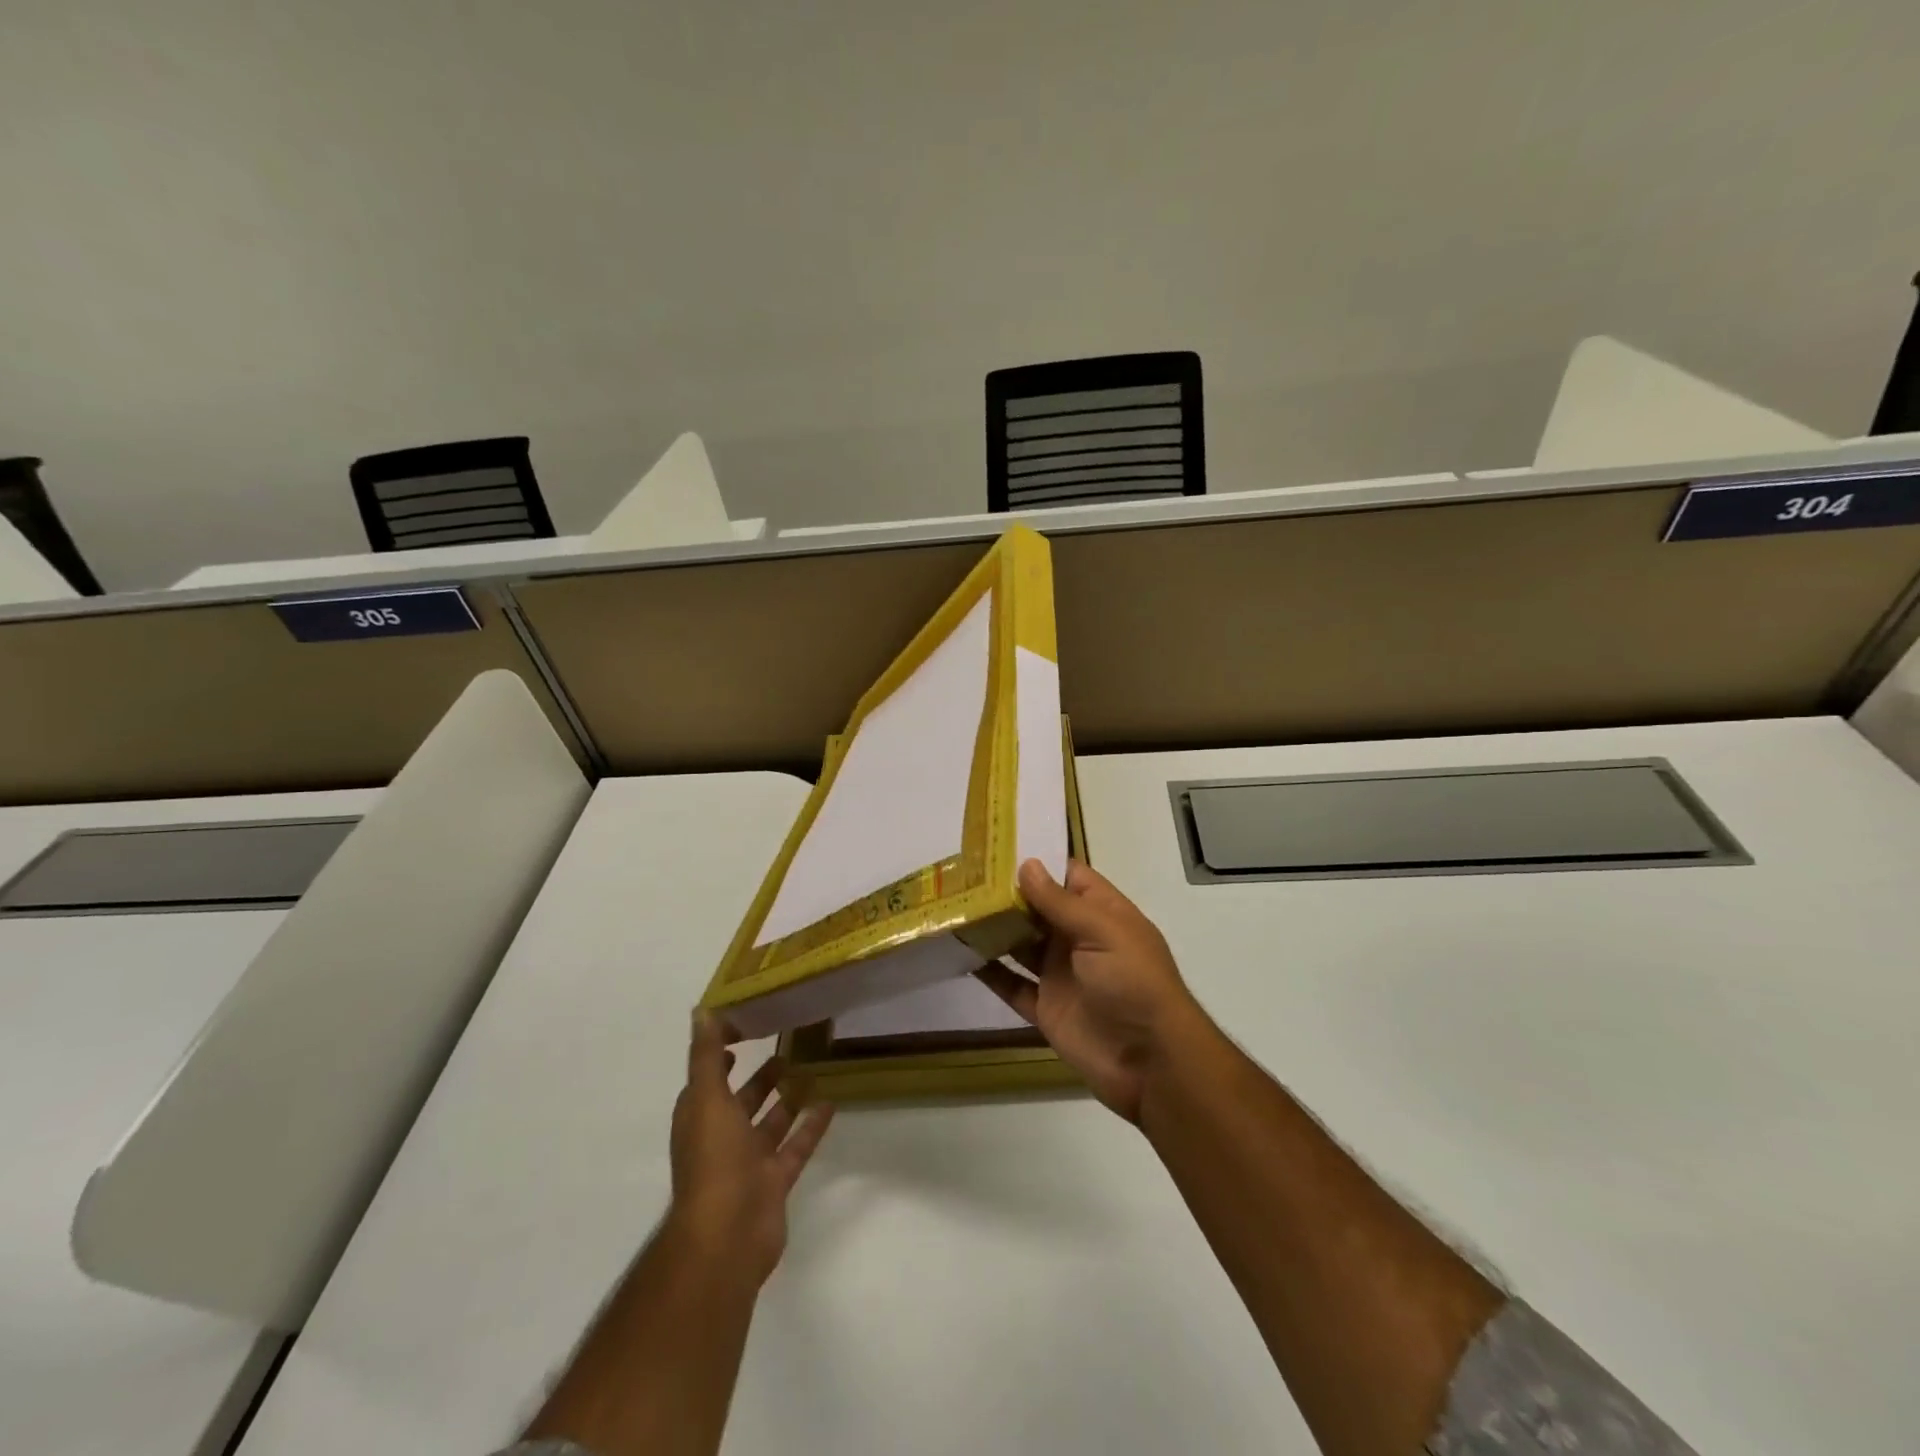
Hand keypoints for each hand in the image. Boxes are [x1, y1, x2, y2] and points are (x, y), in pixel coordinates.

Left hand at [668, 1013, 834, 1285]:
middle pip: (742, 1100)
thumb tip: (701, 1011)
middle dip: (760, 1076)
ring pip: (770, 1123)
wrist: (727, 1237)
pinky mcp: (775, 1181)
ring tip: (812, 1068)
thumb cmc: (713, 1161)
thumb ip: (707, 1056)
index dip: (722, 1053)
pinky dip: (810, 1126)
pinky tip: (830, 1102)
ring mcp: (749, 1162)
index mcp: (700, 1118)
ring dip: (787, 1099)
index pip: (709, 1078)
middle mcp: (722, 1138)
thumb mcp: (708, 1099)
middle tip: (787, 1043)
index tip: (746, 1026)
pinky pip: (796, 1146)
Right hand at [976, 858, 1208, 1122]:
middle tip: (962, 875)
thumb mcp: (1103, 932)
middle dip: (1006, 893)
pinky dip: (990, 972)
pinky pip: (1012, 985)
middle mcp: (1079, 938)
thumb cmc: (1133, 983)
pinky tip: (961, 955)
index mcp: (1102, 913)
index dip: (1038, 861)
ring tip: (954, 907)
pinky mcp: (1046, 1008)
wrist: (1150, 1062)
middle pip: (1038, 908)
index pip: (1068, 876)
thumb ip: (1061, 902)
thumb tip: (1027, 864)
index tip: (997, 846)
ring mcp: (1061, 973)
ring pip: (1020, 943)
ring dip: (993, 928)